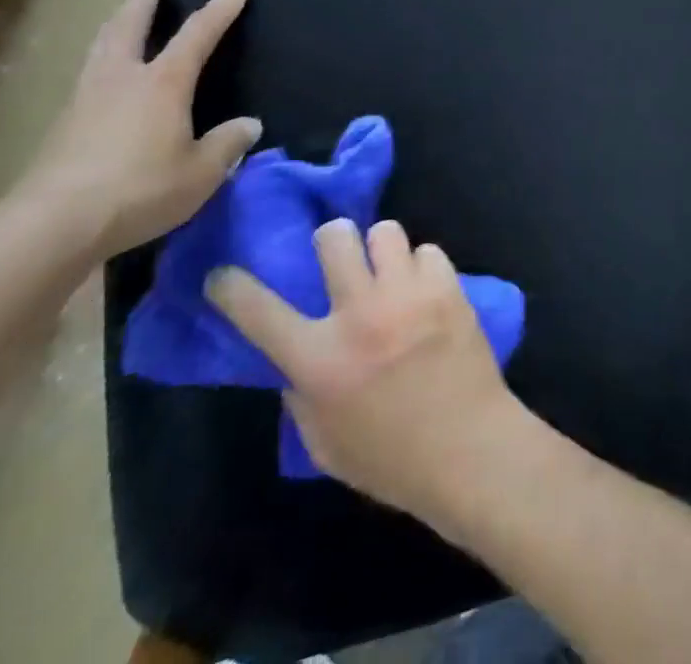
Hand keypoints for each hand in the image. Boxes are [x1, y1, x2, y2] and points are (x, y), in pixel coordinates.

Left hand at [11, 0, 260, 260]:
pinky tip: (103, 75)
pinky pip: (88, 76)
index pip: (199, 34)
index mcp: (163, 83)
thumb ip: (227, 145)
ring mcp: (86, 100)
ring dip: (115, 23)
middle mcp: (122, 79)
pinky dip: (101, 60)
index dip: (222, 7)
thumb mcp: (201, 173)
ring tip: (120, 13)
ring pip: (102, 48)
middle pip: (129, 26)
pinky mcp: (63, 126)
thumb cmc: (140, 189)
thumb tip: (248, 125)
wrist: (53, 224)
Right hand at [207, 218, 524, 521]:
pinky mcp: (447, 287)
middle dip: (332, 240)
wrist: (467, 448)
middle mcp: (359, 314)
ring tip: (388, 271)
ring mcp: (406, 294)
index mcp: (318, 360)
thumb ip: (302, 395)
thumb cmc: (390, 459)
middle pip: (334, 238)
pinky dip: (422, 267)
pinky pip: (428, 251)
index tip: (223, 275)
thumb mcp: (324, 442)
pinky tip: (425, 289)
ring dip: (381, 249)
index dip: (233, 288)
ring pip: (385, 231)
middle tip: (340, 257)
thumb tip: (296, 362)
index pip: (260, 312)